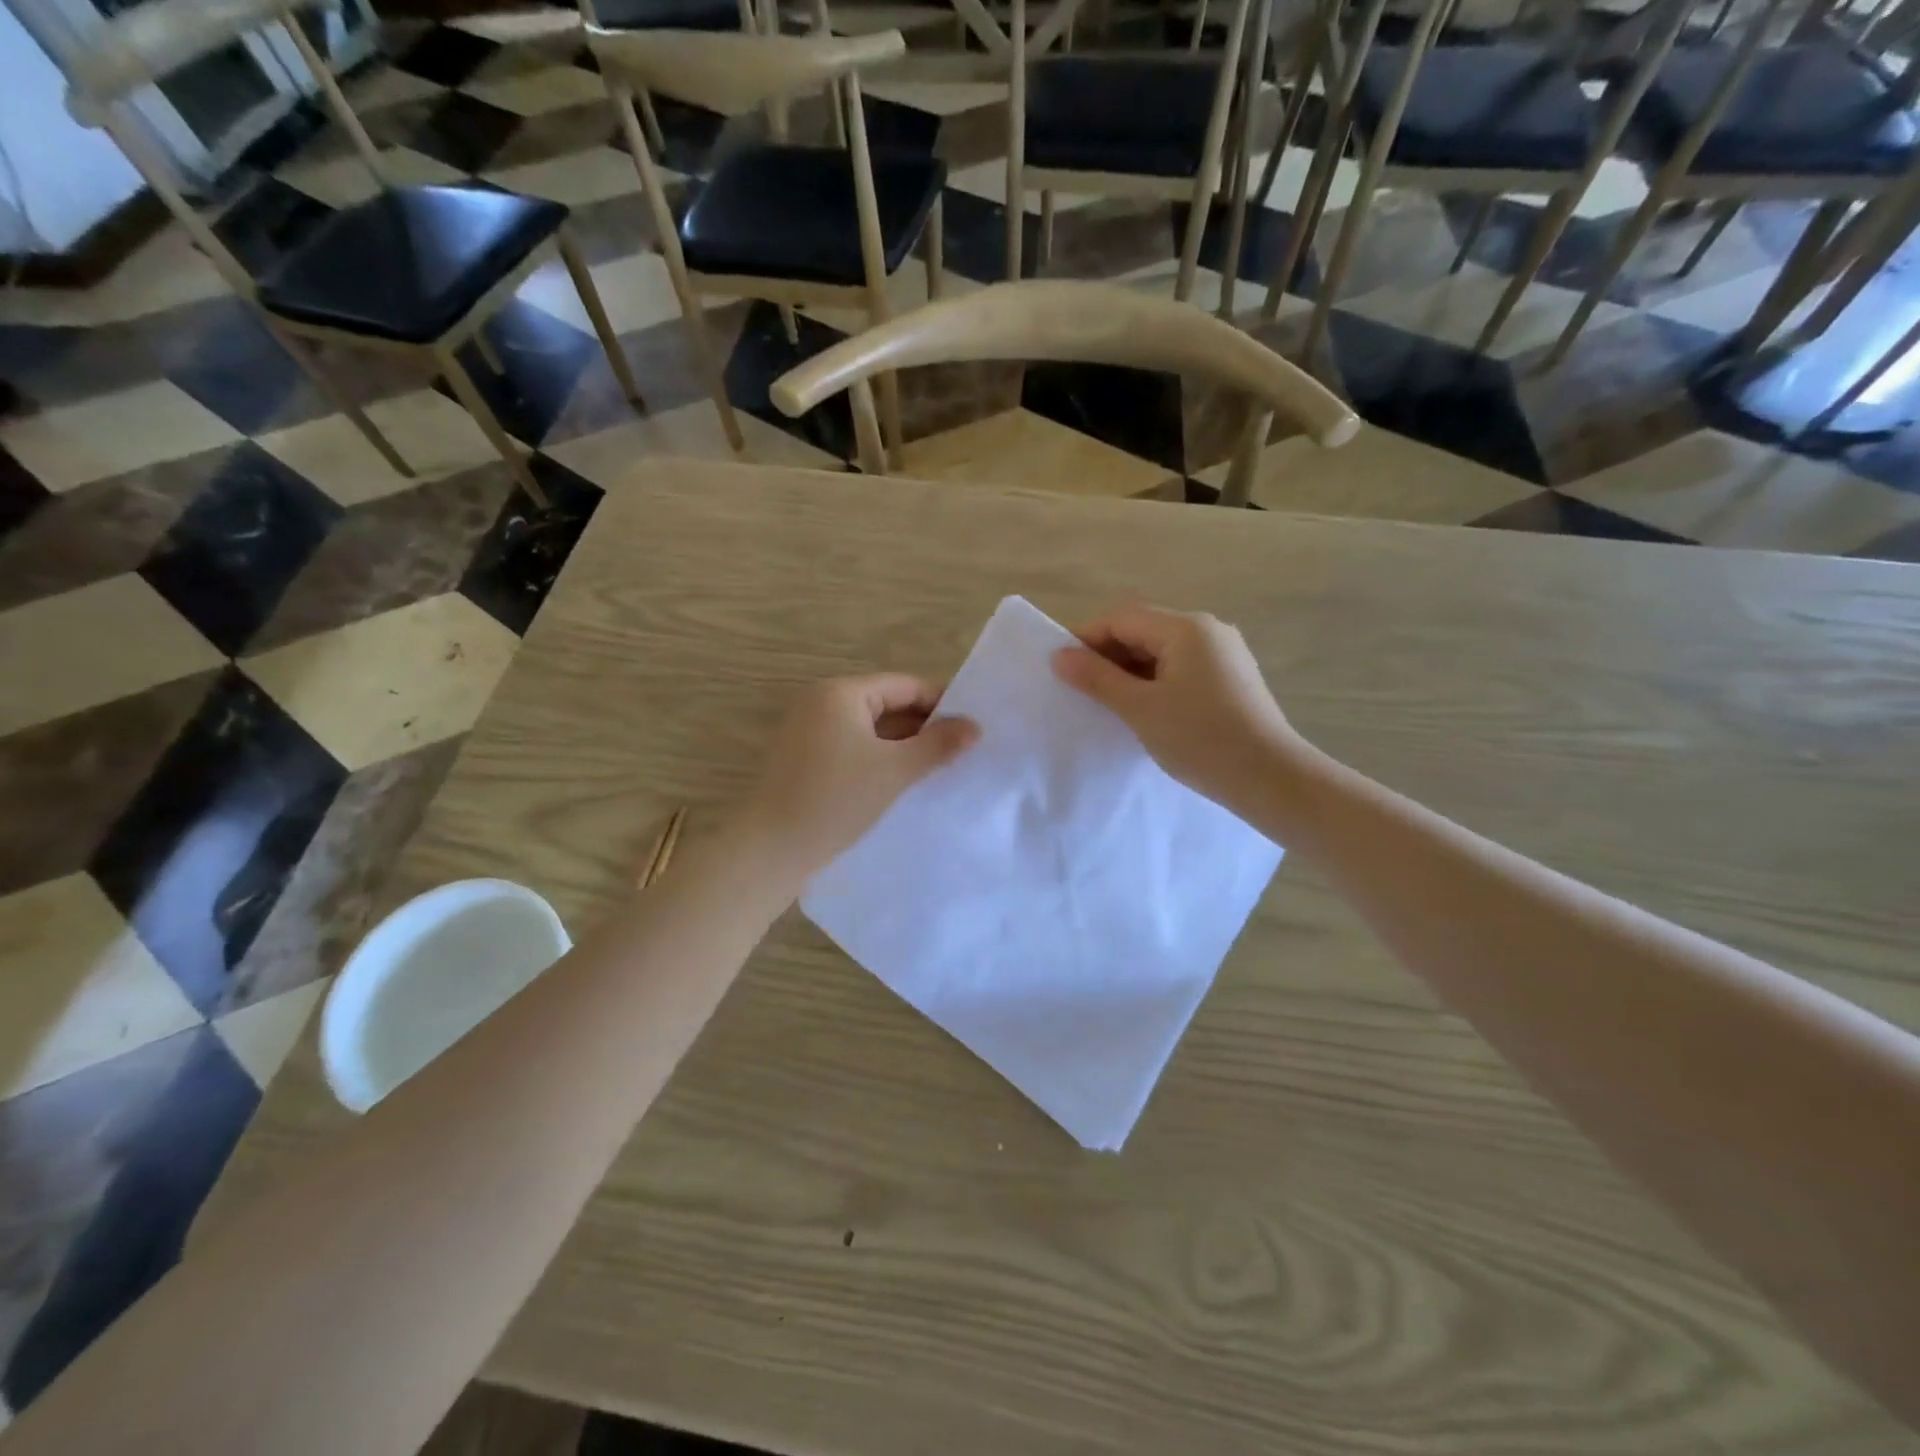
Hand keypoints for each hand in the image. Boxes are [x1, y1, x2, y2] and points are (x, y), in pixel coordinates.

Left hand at [741, 674, 978, 882]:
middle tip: (959, 750)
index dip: (941, 703)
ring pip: (869, 728)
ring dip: (902, 745)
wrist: (773, 848)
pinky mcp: (804, 758)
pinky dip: (878, 757)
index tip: (971, 727)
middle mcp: (821, 702)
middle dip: (923, 726)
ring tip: (937, 767)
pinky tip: (901, 780)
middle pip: (886, 704)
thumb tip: (975, 726)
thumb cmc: (837, 799)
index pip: (904, 685)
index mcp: (841, 692)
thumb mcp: (895, 770)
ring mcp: (808, 730)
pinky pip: (852, 746)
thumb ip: (938, 745)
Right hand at [1052, 604, 1303, 808]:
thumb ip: (1097, 678)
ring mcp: (1224, 654)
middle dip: (1108, 656)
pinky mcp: (1231, 679)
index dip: (1087, 639)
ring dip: (1130, 671)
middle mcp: (1208, 631)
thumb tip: (1059, 656)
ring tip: (1107, 704)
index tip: (1061, 669)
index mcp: (1186, 628)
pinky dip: (1155, 682)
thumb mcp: (1140, 708)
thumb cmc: (1201, 739)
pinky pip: (1180, 669)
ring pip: (1161, 652)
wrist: (1271, 779)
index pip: (1122, 618)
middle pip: (1143, 630)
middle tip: (1080, 690)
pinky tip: (1143, 710)